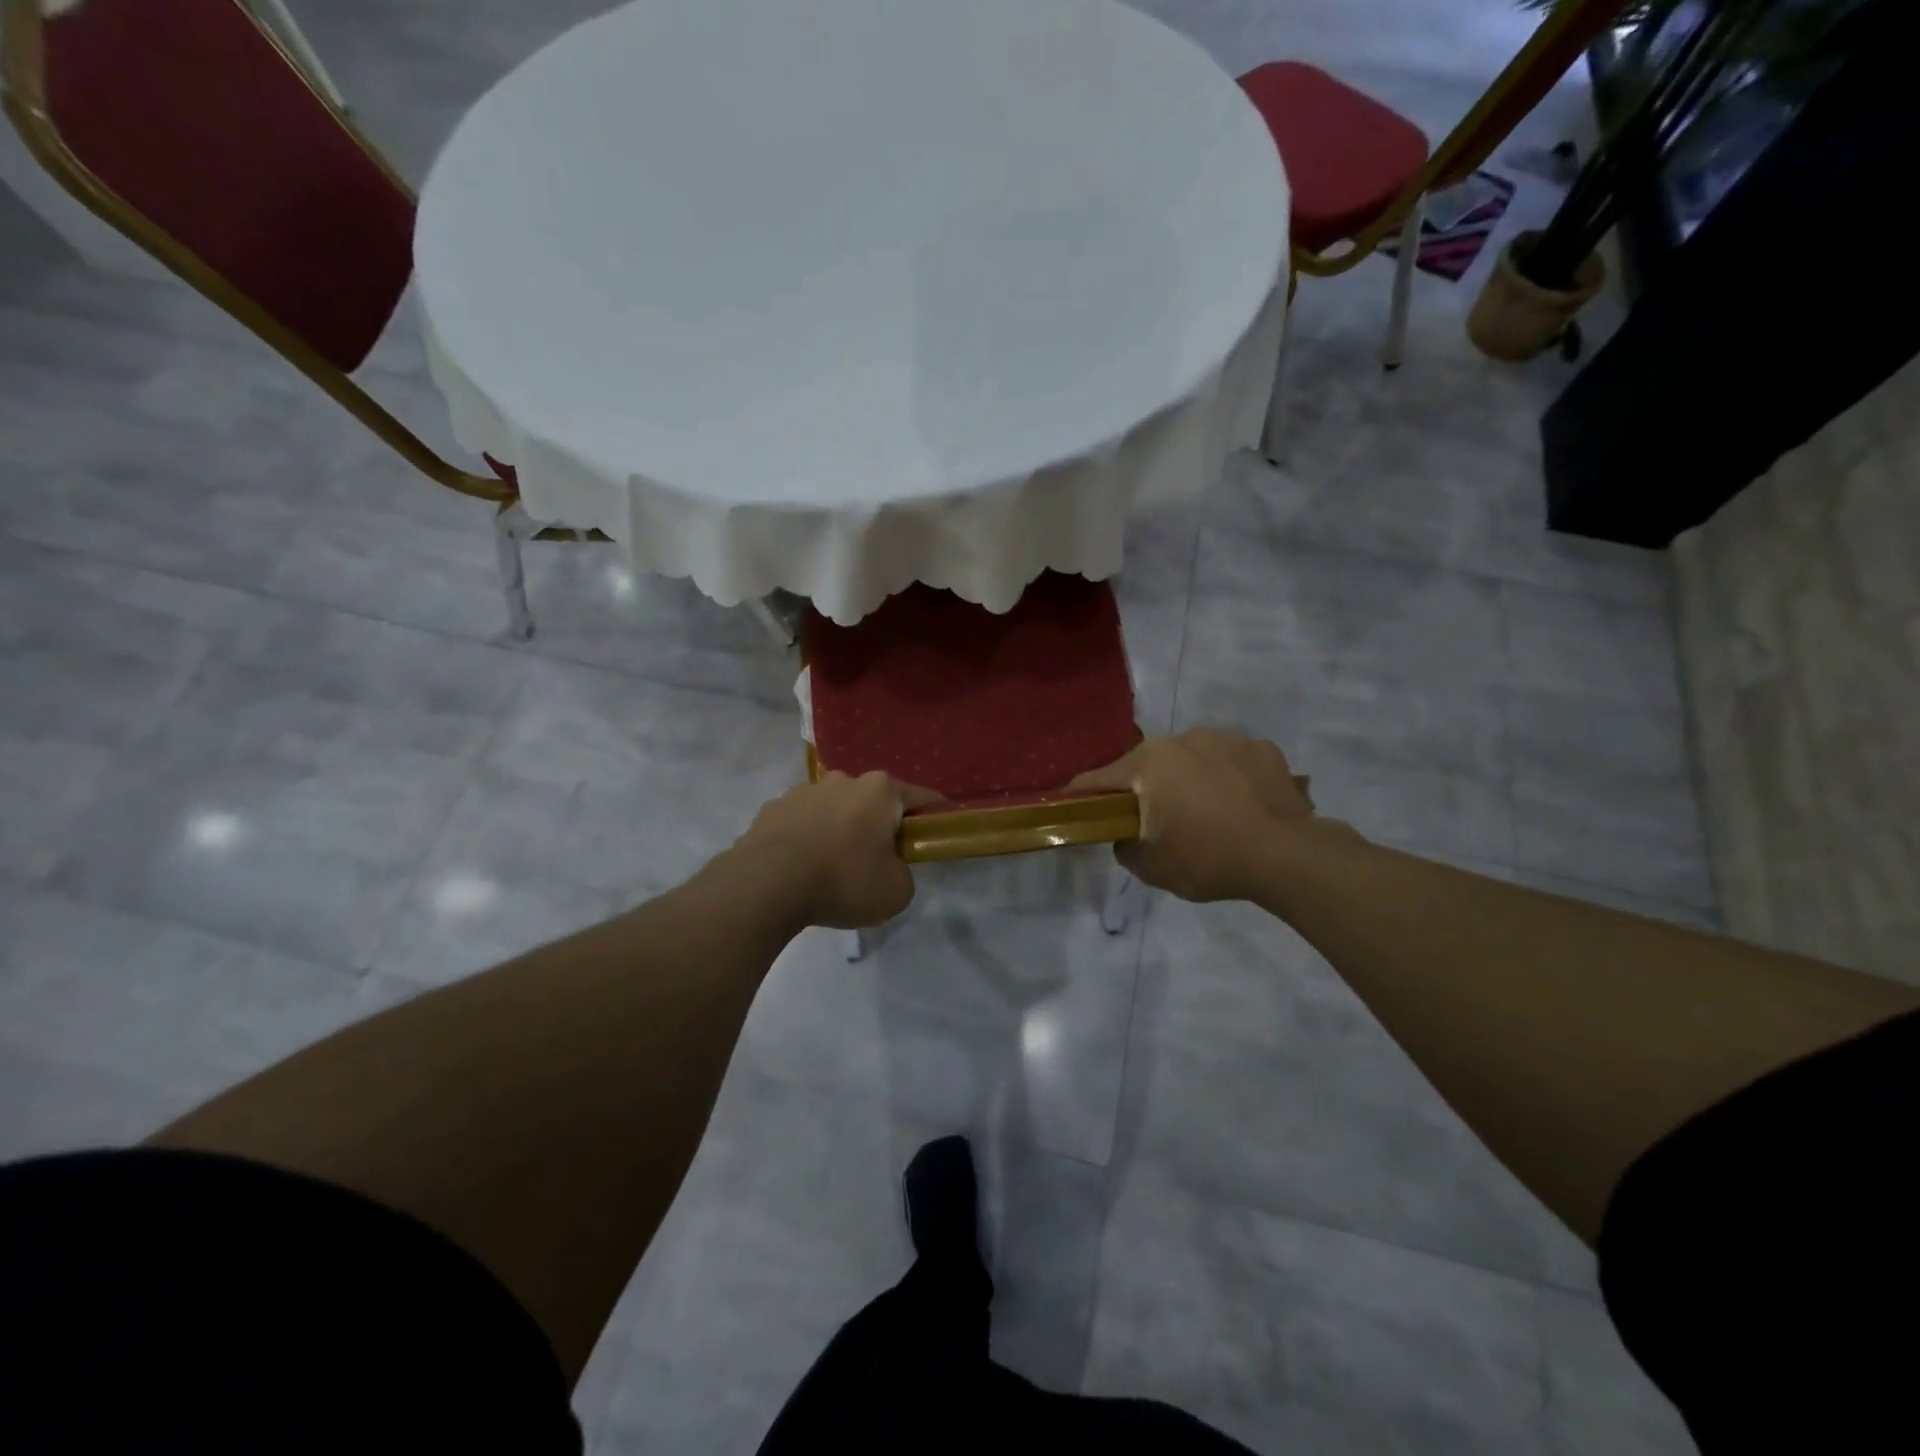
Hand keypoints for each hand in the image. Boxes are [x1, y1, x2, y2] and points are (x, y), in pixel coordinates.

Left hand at [733, 771, 940, 928]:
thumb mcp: (896, 891)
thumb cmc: (844, 880)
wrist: (767, 885)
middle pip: (873, 802)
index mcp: (880, 790)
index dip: (934, 817)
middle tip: (879, 861)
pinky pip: (801, 824)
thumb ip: (903, 874)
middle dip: (879, 825)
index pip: (921, 798)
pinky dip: (807, 840)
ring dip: (840, 830)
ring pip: (834, 810)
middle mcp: (843, 780)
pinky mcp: (771, 809)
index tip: (936, 834)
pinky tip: (802, 869)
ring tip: (833, 869)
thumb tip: (888, 868)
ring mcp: (802, 791)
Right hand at [1069, 729, 1324, 901]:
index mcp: (1149, 763)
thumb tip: (1125, 834)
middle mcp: (1183, 739)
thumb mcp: (1151, 867)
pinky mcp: (1263, 748)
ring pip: (1193, 758)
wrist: (1287, 856)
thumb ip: (1124, 846)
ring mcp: (1227, 739)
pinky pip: (1232, 762)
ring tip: (1208, 814)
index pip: (1100, 778)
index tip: (1075, 806)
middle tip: (1158, 820)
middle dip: (1146, 788)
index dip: (1083, 795)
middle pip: (1149, 765)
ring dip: (1190, 780)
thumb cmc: (1208, 858)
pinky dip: (1229, 778)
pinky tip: (1242, 806)